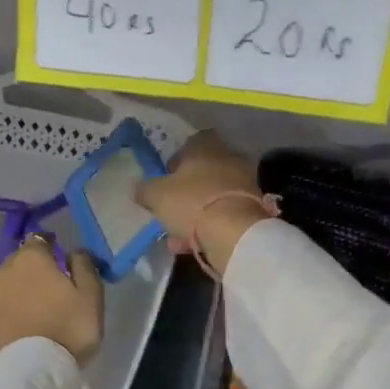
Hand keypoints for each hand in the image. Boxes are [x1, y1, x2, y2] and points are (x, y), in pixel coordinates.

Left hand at [0, 236, 104, 364]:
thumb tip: (75, 252)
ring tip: (42, 304)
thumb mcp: (91, 294)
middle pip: (22, 260)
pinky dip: (16, 308)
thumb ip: (84, 266)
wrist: (31, 370)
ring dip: (24, 288)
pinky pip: (5, 305)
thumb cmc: (67, 327)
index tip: (62, 255)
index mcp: (31, 258)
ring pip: (11, 283)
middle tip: (54, 282)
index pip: (39, 239)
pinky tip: (29, 321)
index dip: (51, 245)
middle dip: (36, 266)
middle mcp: (6, 270)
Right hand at [134, 133, 271, 276]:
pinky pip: (223, 216)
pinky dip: (208, 229)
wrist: (234, 233)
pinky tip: (190, 246)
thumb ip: (144, 189)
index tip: (165, 178)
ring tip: (175, 236)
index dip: (176, 160)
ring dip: (194, 215)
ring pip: (212, 198)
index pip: (191, 143)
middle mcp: (228, 160)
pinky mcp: (252, 211)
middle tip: (169, 208)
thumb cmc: (191, 202)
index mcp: (205, 147)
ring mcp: (243, 185)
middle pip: (203, 172)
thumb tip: (137, 188)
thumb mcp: (156, 195)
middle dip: (186, 191)